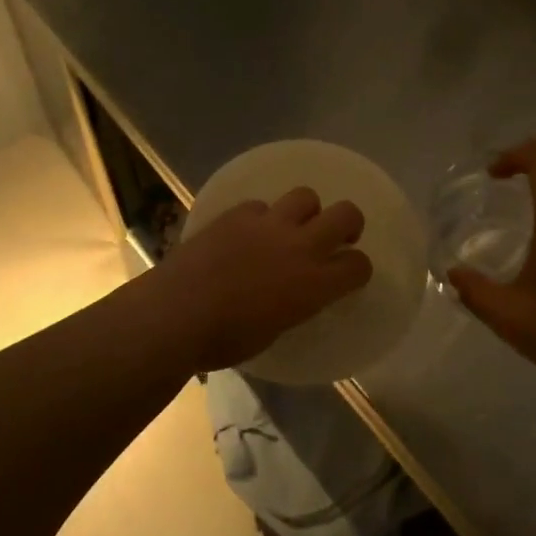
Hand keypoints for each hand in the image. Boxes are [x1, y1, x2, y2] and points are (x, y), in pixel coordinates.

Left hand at [150, 188, 372, 371]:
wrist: (177, 313)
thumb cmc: (225, 339)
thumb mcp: (275, 330)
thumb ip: (294, 304)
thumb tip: (292, 294)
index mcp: (314, 284)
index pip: (358, 265)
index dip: (357, 269)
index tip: (347, 274)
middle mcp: (300, 246)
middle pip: (346, 214)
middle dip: (349, 223)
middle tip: (338, 236)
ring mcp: (268, 224)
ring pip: (305, 196)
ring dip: (306, 211)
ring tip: (291, 227)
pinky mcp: (237, 214)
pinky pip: (260, 205)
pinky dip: (260, 218)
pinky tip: (246, 233)